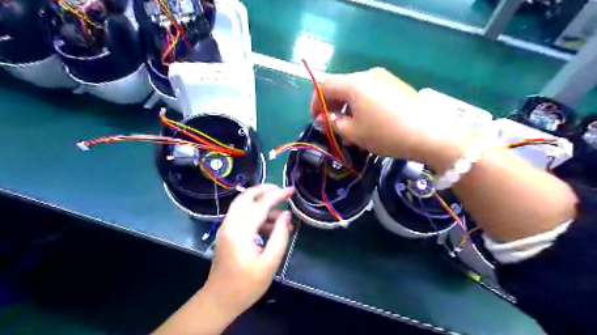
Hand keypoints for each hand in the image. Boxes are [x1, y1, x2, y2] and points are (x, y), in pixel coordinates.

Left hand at [201, 185, 292, 320]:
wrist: (219, 301)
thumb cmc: (246, 286)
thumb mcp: (269, 263)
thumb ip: (280, 236)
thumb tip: (286, 214)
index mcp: (240, 232)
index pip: (260, 204)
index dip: (277, 195)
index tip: (291, 190)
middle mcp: (230, 224)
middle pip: (246, 197)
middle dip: (264, 190)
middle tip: (282, 191)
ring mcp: (226, 228)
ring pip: (243, 204)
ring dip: (262, 204)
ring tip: (282, 217)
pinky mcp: (227, 233)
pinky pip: (242, 215)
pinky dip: (256, 214)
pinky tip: (271, 226)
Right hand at [313, 68, 475, 166]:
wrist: (431, 133)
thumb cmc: (385, 133)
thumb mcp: (354, 132)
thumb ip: (333, 123)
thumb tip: (323, 118)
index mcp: (354, 83)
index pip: (325, 85)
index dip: (315, 102)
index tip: (316, 119)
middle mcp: (368, 75)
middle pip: (341, 86)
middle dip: (332, 106)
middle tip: (333, 126)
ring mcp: (385, 78)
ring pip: (357, 91)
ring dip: (348, 108)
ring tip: (351, 129)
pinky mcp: (397, 85)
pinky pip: (371, 93)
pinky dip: (363, 105)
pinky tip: (369, 122)